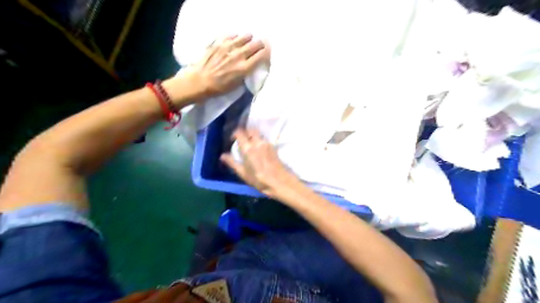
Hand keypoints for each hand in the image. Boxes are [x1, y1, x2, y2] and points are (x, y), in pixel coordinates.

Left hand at [180, 33, 267, 99]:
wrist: (200, 81)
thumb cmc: (219, 87)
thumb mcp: (237, 85)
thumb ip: (246, 73)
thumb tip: (252, 65)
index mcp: (244, 68)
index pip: (262, 55)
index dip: (267, 52)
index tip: (268, 53)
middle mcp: (239, 55)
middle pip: (256, 44)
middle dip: (260, 45)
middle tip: (260, 47)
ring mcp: (228, 47)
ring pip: (246, 36)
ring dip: (249, 39)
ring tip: (248, 42)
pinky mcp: (219, 42)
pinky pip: (232, 34)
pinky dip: (236, 37)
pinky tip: (235, 40)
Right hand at [221, 128, 301, 197]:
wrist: (279, 181)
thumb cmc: (258, 179)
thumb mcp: (242, 173)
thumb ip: (232, 162)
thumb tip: (222, 155)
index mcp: (248, 148)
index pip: (240, 132)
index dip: (235, 133)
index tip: (232, 139)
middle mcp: (258, 143)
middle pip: (251, 130)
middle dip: (245, 132)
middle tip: (242, 140)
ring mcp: (267, 144)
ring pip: (259, 134)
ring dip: (253, 136)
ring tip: (250, 145)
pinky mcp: (274, 147)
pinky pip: (264, 139)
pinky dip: (260, 141)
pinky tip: (259, 149)